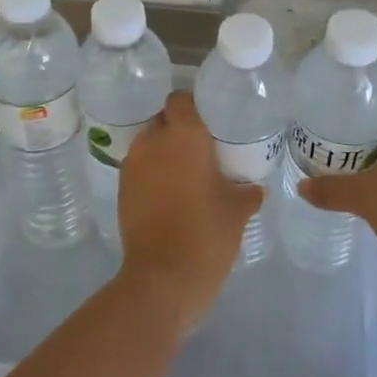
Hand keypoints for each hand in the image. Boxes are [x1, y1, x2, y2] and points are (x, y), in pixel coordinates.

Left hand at [116, 92, 264, 326]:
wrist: (163, 277)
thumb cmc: (207, 233)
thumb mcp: (238, 210)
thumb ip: (248, 191)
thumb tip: (255, 188)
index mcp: (184, 135)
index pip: (180, 100)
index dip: (192, 106)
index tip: (208, 120)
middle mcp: (154, 141)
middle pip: (163, 120)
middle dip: (178, 129)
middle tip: (200, 148)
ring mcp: (133, 165)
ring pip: (149, 144)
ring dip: (163, 152)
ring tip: (184, 172)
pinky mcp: (121, 189)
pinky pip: (139, 168)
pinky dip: (151, 173)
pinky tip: (169, 193)